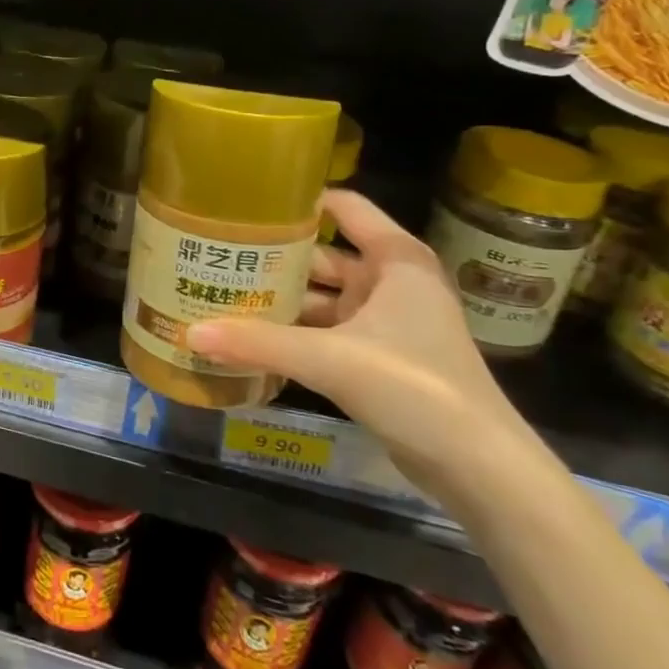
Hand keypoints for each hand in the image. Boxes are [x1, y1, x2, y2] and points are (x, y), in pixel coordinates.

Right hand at [185, 191, 543, 510]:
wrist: (477, 467)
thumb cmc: (413, 387)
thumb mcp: (331, 358)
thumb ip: (259, 343)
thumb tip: (190, 334)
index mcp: (396, 260)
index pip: (344, 209)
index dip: (300, 202)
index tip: (248, 203)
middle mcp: (392, 282)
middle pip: (324, 257)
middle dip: (276, 258)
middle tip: (219, 254)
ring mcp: (387, 322)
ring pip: (324, 299)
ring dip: (282, 301)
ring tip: (225, 295)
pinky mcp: (380, 358)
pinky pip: (328, 333)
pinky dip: (295, 334)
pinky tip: (254, 339)